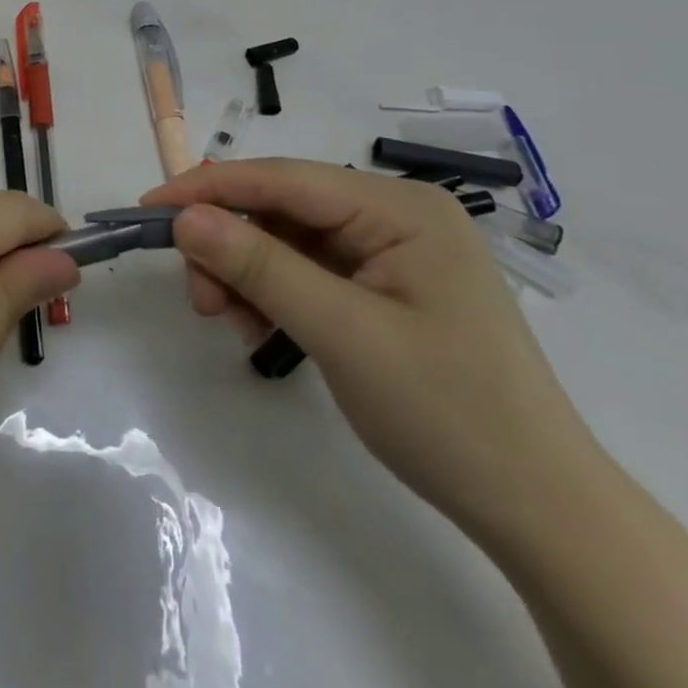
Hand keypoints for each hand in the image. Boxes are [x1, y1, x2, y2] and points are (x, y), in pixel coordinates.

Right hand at [144, 160, 602, 545]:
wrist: (539, 510)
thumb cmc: (449, 413)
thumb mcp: (342, 334)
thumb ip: (260, 267)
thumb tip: (185, 218)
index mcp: (400, 207)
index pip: (284, 178)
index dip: (210, 188)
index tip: (148, 209)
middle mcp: (395, 215)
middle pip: (284, 209)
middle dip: (231, 245)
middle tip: (199, 298)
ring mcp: (392, 252)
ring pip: (289, 241)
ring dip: (248, 274)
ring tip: (228, 322)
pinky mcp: (385, 288)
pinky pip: (310, 272)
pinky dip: (274, 295)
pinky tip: (259, 329)